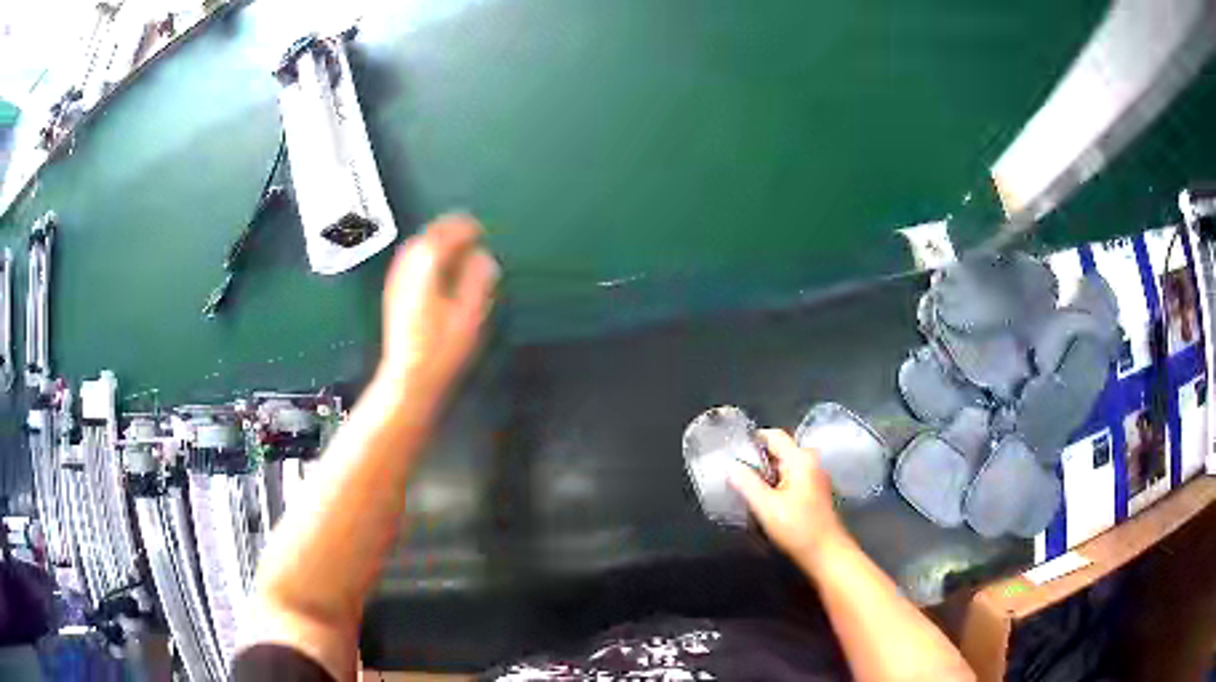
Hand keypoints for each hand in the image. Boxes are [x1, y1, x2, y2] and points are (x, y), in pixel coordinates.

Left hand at [377, 213, 498, 414]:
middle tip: (468, 230)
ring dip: (435, 239)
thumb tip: (484, 258)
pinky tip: (433, 263)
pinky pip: (408, 261)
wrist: (408, 376)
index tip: (478, 229)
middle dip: (448, 228)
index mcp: (427, 270)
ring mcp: (397, 281)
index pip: (444, 236)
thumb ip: (478, 280)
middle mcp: (407, 270)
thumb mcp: (469, 315)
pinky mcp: (393, 294)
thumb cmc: (441, 349)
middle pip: (426, 237)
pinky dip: (424, 253)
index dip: (463, 228)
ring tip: (454, 243)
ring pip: (414, 247)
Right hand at [729, 429, 848, 567]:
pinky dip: (777, 482)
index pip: (774, 435)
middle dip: (757, 458)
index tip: (732, 450)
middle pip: (780, 449)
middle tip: (735, 471)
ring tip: (745, 485)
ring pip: (785, 465)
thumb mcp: (766, 506)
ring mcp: (815, 476)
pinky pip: (792, 476)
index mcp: (800, 459)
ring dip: (766, 472)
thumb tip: (730, 465)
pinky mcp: (815, 490)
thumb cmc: (797, 527)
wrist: (825, 552)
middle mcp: (811, 461)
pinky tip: (765, 498)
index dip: (752, 439)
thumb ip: (746, 483)